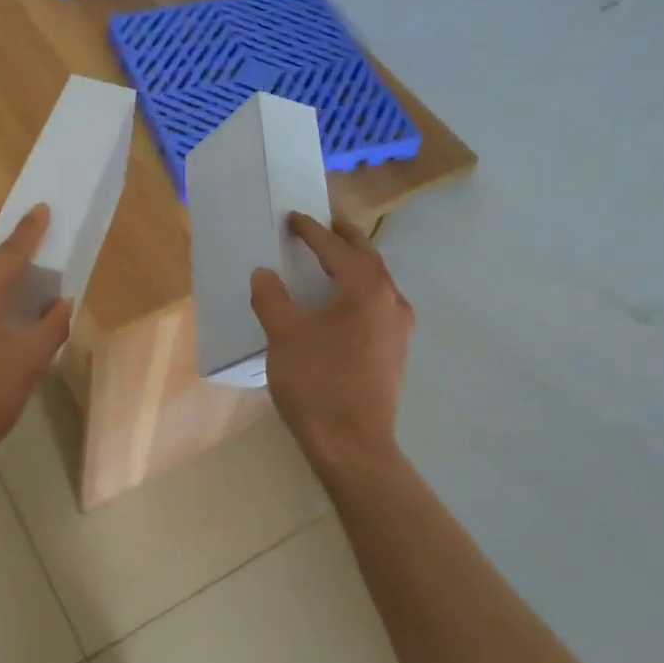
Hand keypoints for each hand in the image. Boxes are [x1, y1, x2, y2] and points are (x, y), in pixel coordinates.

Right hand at [251, 213, 414, 470]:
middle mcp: (391, 300)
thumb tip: (264, 274)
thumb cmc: (317, 382)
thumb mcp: (284, 335)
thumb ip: (272, 297)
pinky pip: (379, 304)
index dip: (312, 231)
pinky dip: (360, 291)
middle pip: (367, 257)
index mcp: (365, 289)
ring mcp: (399, 327)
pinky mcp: (397, 350)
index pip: (336, 248)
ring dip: (355, 265)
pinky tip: (343, 303)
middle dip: (344, 239)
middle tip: (324, 225)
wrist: (352, 444)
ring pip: (377, 282)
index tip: (294, 218)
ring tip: (332, 260)